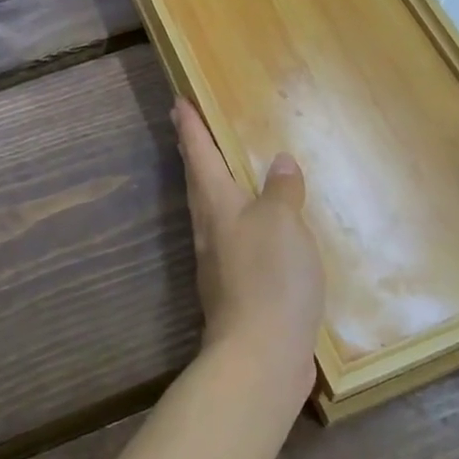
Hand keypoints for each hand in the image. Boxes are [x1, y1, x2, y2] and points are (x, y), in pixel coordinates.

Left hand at [171, 97, 325, 403]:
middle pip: (198, 182)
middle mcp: (210, 230)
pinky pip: (234, 241)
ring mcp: (220, 263)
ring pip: (212, 212)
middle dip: (193, 153)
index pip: (199, 155)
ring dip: (212, 187)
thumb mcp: (282, 221)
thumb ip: (281, 190)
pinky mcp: (237, 290)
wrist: (261, 355)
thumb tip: (278, 162)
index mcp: (217, 205)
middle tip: (186, 128)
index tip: (176, 102)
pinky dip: (240, 223)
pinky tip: (258, 230)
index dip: (191, 127)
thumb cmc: (269, 276)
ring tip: (222, 171)